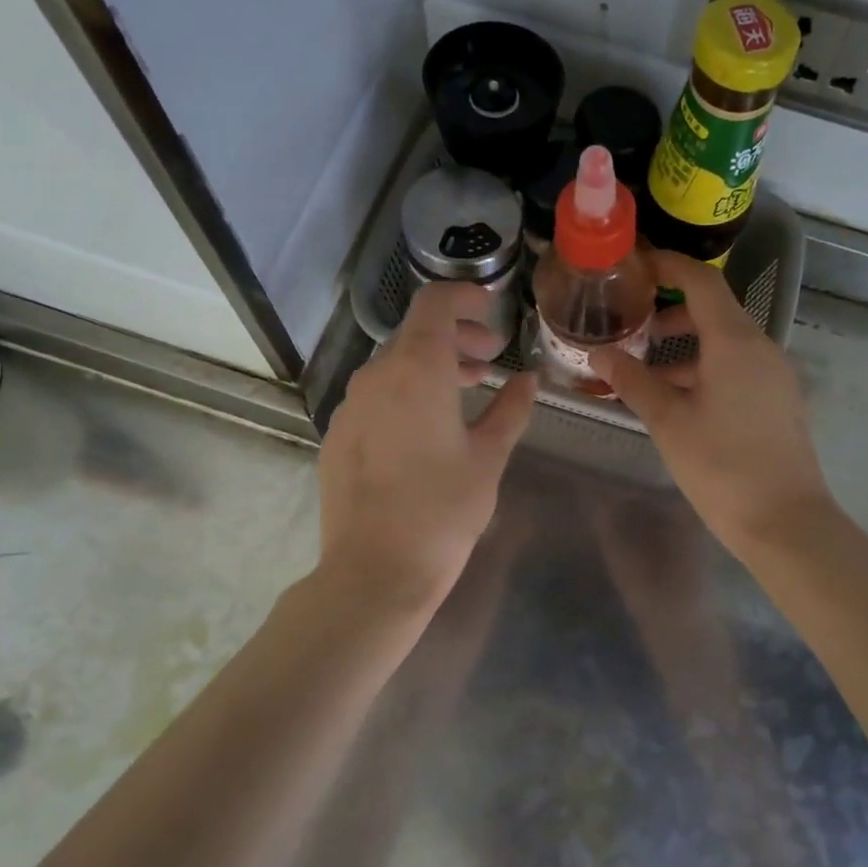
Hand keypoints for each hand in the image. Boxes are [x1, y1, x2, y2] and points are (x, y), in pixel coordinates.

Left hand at [318, 284, 537, 611]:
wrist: (375, 571)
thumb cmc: (443, 510)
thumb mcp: (488, 457)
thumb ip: (510, 410)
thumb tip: (529, 380)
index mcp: (416, 369)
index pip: (435, 303)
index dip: (466, 295)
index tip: (493, 309)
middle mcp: (375, 376)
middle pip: (415, 334)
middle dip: (456, 338)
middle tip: (491, 358)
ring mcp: (350, 406)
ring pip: (394, 367)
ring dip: (432, 368)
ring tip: (466, 392)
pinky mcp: (338, 435)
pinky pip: (376, 397)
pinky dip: (406, 394)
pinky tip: (427, 429)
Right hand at [589, 251, 833, 557]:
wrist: (785, 522)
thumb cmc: (722, 467)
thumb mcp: (669, 423)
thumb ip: (633, 382)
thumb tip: (598, 355)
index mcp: (735, 342)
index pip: (701, 281)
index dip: (667, 265)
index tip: (634, 266)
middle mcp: (761, 348)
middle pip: (713, 311)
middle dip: (668, 315)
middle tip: (628, 330)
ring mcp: (774, 375)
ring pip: (724, 344)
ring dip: (684, 349)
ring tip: (644, 373)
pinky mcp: (778, 401)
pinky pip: (737, 369)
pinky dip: (704, 370)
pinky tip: (677, 401)